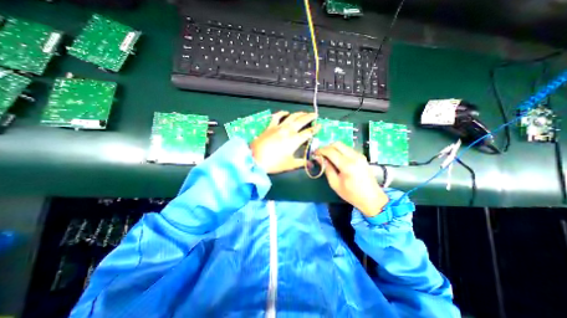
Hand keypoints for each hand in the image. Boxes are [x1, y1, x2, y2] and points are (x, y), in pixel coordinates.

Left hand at [248, 110, 317, 172]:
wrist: (255, 159)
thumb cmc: (273, 163)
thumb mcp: (290, 165)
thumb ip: (302, 163)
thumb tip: (311, 164)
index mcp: (295, 140)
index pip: (308, 132)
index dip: (315, 129)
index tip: (320, 126)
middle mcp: (288, 130)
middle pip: (302, 120)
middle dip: (310, 117)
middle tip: (315, 115)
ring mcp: (278, 127)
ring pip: (291, 116)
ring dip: (299, 113)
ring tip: (304, 113)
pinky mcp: (270, 126)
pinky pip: (277, 116)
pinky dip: (282, 113)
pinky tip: (285, 112)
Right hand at [314, 143, 389, 216]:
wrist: (372, 198)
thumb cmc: (351, 194)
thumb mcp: (335, 184)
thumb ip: (327, 169)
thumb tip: (319, 158)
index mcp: (347, 165)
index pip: (330, 151)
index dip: (320, 151)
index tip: (314, 154)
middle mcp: (354, 156)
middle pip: (337, 144)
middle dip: (326, 147)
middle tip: (320, 154)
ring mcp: (359, 155)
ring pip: (343, 145)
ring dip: (333, 148)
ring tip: (327, 157)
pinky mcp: (362, 157)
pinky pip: (347, 149)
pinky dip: (340, 151)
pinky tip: (336, 159)